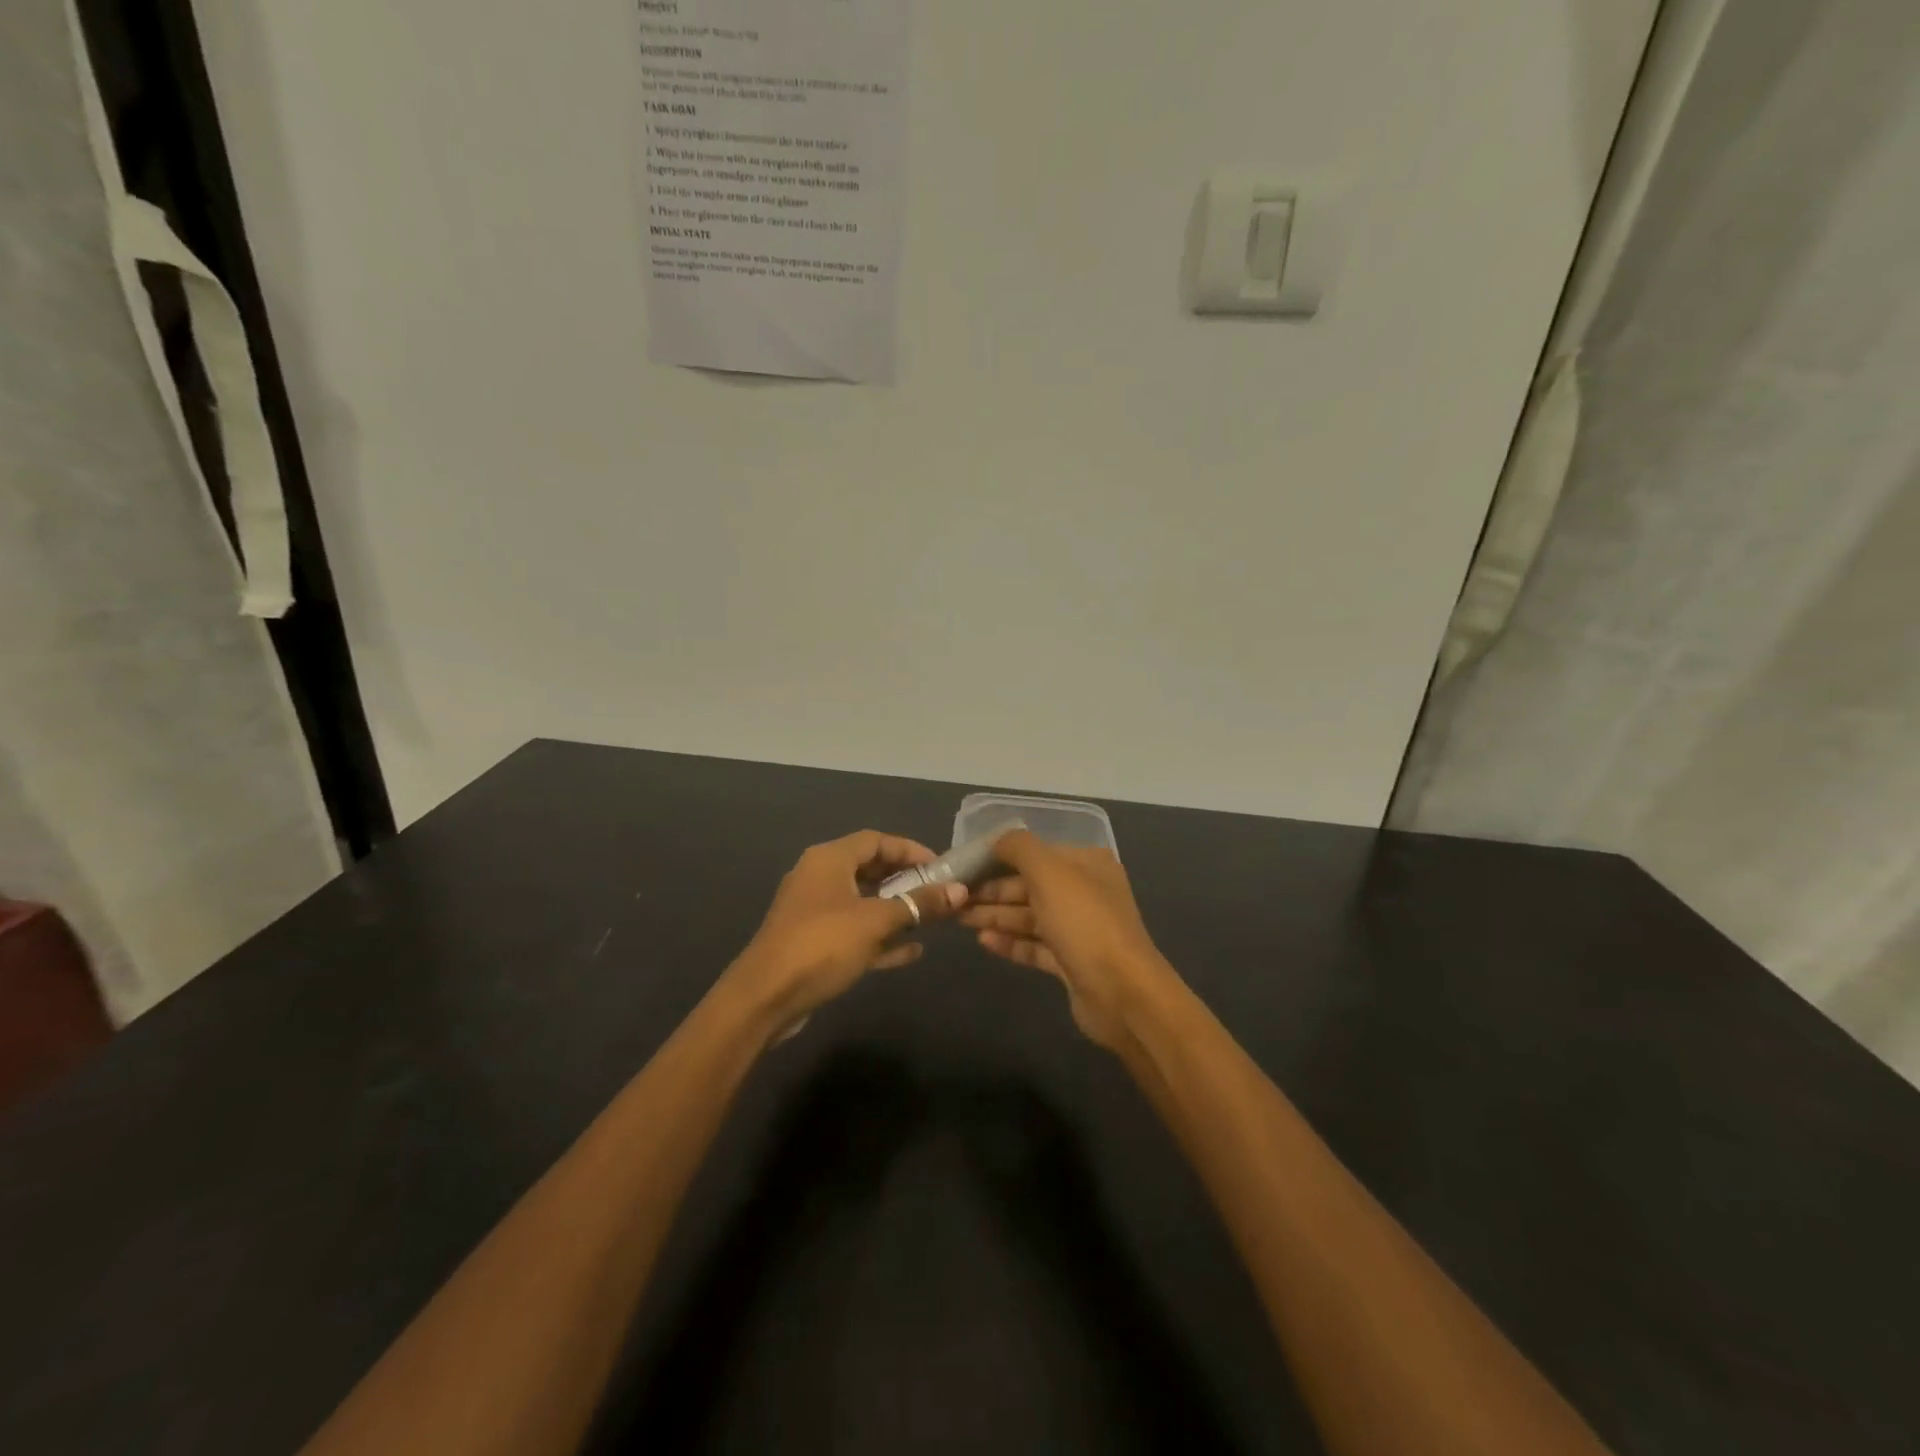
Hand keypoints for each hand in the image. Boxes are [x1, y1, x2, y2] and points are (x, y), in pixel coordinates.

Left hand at [726, 830, 967, 1036]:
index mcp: (829, 860)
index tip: (941, 866)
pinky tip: (912, 951)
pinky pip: (855, 931)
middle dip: (906, 880)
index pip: (876, 840)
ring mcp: (815, 912)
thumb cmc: (822, 945)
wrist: (765, 998)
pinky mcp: (814, 943)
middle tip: (939, 892)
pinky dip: (881, 936)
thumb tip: (960, 891)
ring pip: (863, 902)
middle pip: (870, 869)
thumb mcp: (876, 921)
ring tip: (931, 919)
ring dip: (896, 910)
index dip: (910, 849)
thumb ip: (919, 904)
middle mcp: (820, 878)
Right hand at [962, 830, 1173, 1049]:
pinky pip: (1035, 946)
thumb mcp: (1048, 872)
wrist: (1121, 993)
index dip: (999, 859)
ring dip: (996, 916)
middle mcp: (1085, 892)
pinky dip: (1010, 943)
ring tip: (960, 918)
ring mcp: (1079, 930)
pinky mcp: (1071, 962)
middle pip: (1030, 886)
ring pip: (1030, 917)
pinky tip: (983, 942)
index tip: (965, 867)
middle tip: (955, 897)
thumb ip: (1018, 848)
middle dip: (992, 891)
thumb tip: (996, 840)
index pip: (1036, 854)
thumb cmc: (1083, 922)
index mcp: (1086, 864)